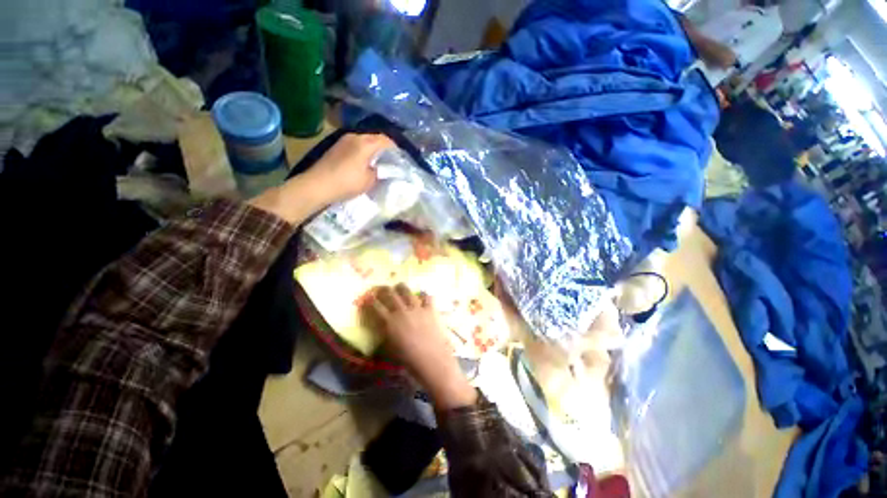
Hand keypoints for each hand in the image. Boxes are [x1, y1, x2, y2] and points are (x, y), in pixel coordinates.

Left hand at [304, 133, 394, 203]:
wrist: (317, 185)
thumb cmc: (347, 182)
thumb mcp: (370, 180)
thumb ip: (379, 171)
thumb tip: (380, 168)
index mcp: (365, 143)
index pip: (385, 140)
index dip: (395, 148)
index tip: (400, 159)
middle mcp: (354, 136)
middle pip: (374, 138)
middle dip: (384, 149)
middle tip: (390, 162)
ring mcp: (343, 140)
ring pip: (364, 142)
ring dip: (372, 150)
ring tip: (377, 163)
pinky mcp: (336, 147)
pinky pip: (355, 146)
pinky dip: (362, 152)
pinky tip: (363, 163)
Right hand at [365, 284, 477, 409]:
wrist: (432, 360)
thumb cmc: (409, 360)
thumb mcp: (391, 350)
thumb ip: (386, 335)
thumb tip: (384, 328)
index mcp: (389, 322)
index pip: (376, 307)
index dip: (370, 301)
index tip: (367, 297)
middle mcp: (402, 311)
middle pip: (390, 294)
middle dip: (384, 289)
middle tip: (382, 288)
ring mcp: (417, 308)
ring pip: (407, 291)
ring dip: (401, 287)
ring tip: (399, 286)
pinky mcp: (430, 309)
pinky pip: (427, 296)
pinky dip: (424, 294)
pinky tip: (422, 295)